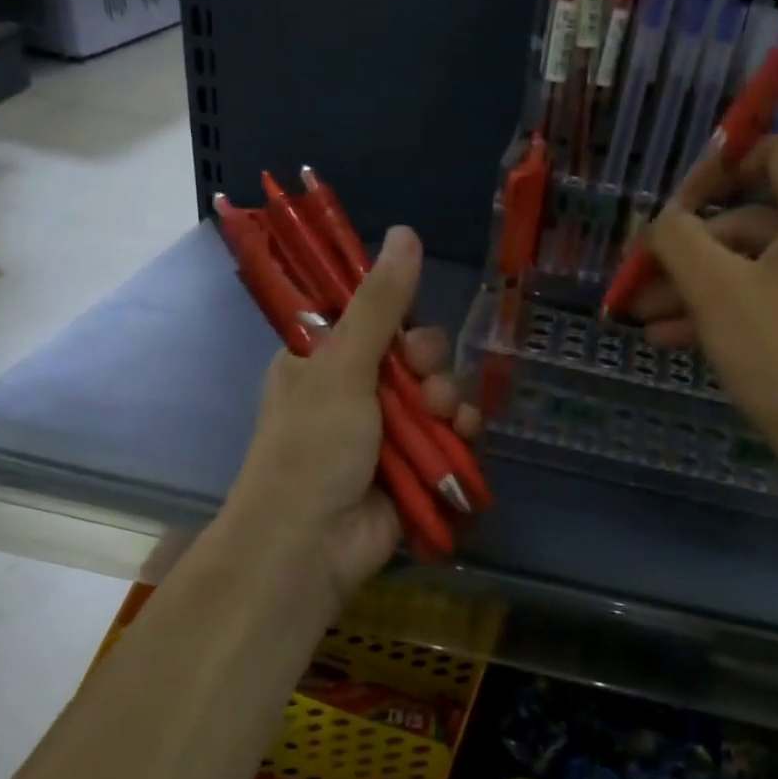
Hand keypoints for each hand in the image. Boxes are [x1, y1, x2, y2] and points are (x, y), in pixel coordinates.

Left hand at [224, 226, 480, 604]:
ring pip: (439, 392)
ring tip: (442, 416)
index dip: (400, 318)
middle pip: (415, 354)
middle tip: (421, 380)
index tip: (406, 328)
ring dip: (449, 398)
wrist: (311, 546)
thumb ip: (379, 304)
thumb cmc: (313, 448)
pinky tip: (466, 434)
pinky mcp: (415, 464)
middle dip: (429, 364)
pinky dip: (463, 431)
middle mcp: (355, 391)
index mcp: (323, 361)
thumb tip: (404, 232)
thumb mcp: (342, 367)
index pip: (374, 318)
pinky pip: (451, 433)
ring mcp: (387, 431)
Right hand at [633, 134, 777, 475]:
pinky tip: (668, 339)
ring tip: (641, 318)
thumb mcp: (716, 289)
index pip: (773, 154)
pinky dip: (717, 314)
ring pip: (746, 271)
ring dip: (690, 289)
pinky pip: (760, 305)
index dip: (719, 167)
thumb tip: (661, 222)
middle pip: (745, 222)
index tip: (675, 204)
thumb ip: (678, 240)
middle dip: (685, 251)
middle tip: (637, 279)